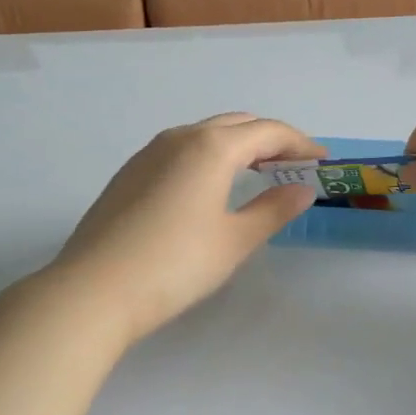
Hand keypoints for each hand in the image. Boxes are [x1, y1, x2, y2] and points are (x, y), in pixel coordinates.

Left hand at [45, 114, 324, 343]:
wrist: (93, 289)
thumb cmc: (175, 264)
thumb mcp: (234, 240)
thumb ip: (272, 210)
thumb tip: (302, 190)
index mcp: (211, 147)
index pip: (267, 131)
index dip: (299, 143)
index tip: (322, 160)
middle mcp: (179, 138)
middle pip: (236, 125)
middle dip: (270, 140)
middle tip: (294, 165)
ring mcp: (148, 153)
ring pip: (205, 134)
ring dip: (237, 146)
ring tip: (258, 172)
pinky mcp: (129, 173)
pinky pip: (181, 150)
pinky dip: (208, 156)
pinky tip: (210, 186)